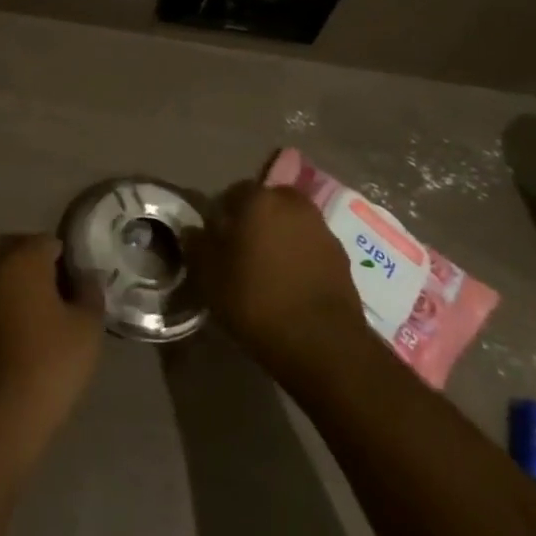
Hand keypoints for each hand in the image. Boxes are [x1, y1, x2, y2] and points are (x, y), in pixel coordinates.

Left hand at [0, 235, 104, 457]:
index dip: (67, 263)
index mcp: (21, 256)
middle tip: (56, 300)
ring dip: (11, 285)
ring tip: (32, 317)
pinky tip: (10, 332)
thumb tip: (85, 275)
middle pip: (17, 251)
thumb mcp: (87, 329)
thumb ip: (90, 292)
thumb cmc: (48, 365)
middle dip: (36, 267)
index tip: (76, 289)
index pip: (49, 242)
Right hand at [196, 182, 366, 370]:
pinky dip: (300, 256)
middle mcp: (293, 203)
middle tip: (241, 252)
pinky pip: (310, 246)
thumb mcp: (210, 277)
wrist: (322, 343)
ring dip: (279, 237)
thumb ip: (197, 246)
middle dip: (254, 221)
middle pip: (266, 204)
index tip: (215, 241)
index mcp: (259, 199)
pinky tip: (291, 284)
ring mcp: (321, 228)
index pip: (233, 193)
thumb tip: (193, 230)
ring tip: (267, 270)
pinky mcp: (341, 255)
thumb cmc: (256, 301)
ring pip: (291, 223)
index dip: (221, 216)